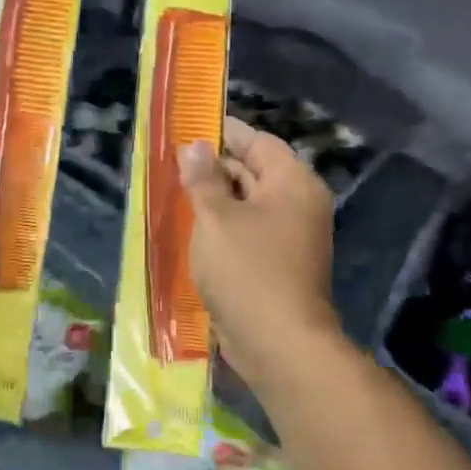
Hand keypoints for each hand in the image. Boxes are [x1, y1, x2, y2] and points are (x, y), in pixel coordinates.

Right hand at [178, 116, 339, 379]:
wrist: (279, 344)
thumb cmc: (247, 270)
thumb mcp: (216, 217)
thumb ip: (203, 178)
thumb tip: (195, 145)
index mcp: (292, 183)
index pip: (258, 142)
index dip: (225, 132)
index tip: (192, 125)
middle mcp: (297, 204)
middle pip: (254, 171)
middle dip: (215, 165)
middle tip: (173, 160)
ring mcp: (290, 237)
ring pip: (248, 203)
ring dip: (215, 197)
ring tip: (174, 190)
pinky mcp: (277, 264)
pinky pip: (248, 231)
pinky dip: (223, 225)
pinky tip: (192, 227)